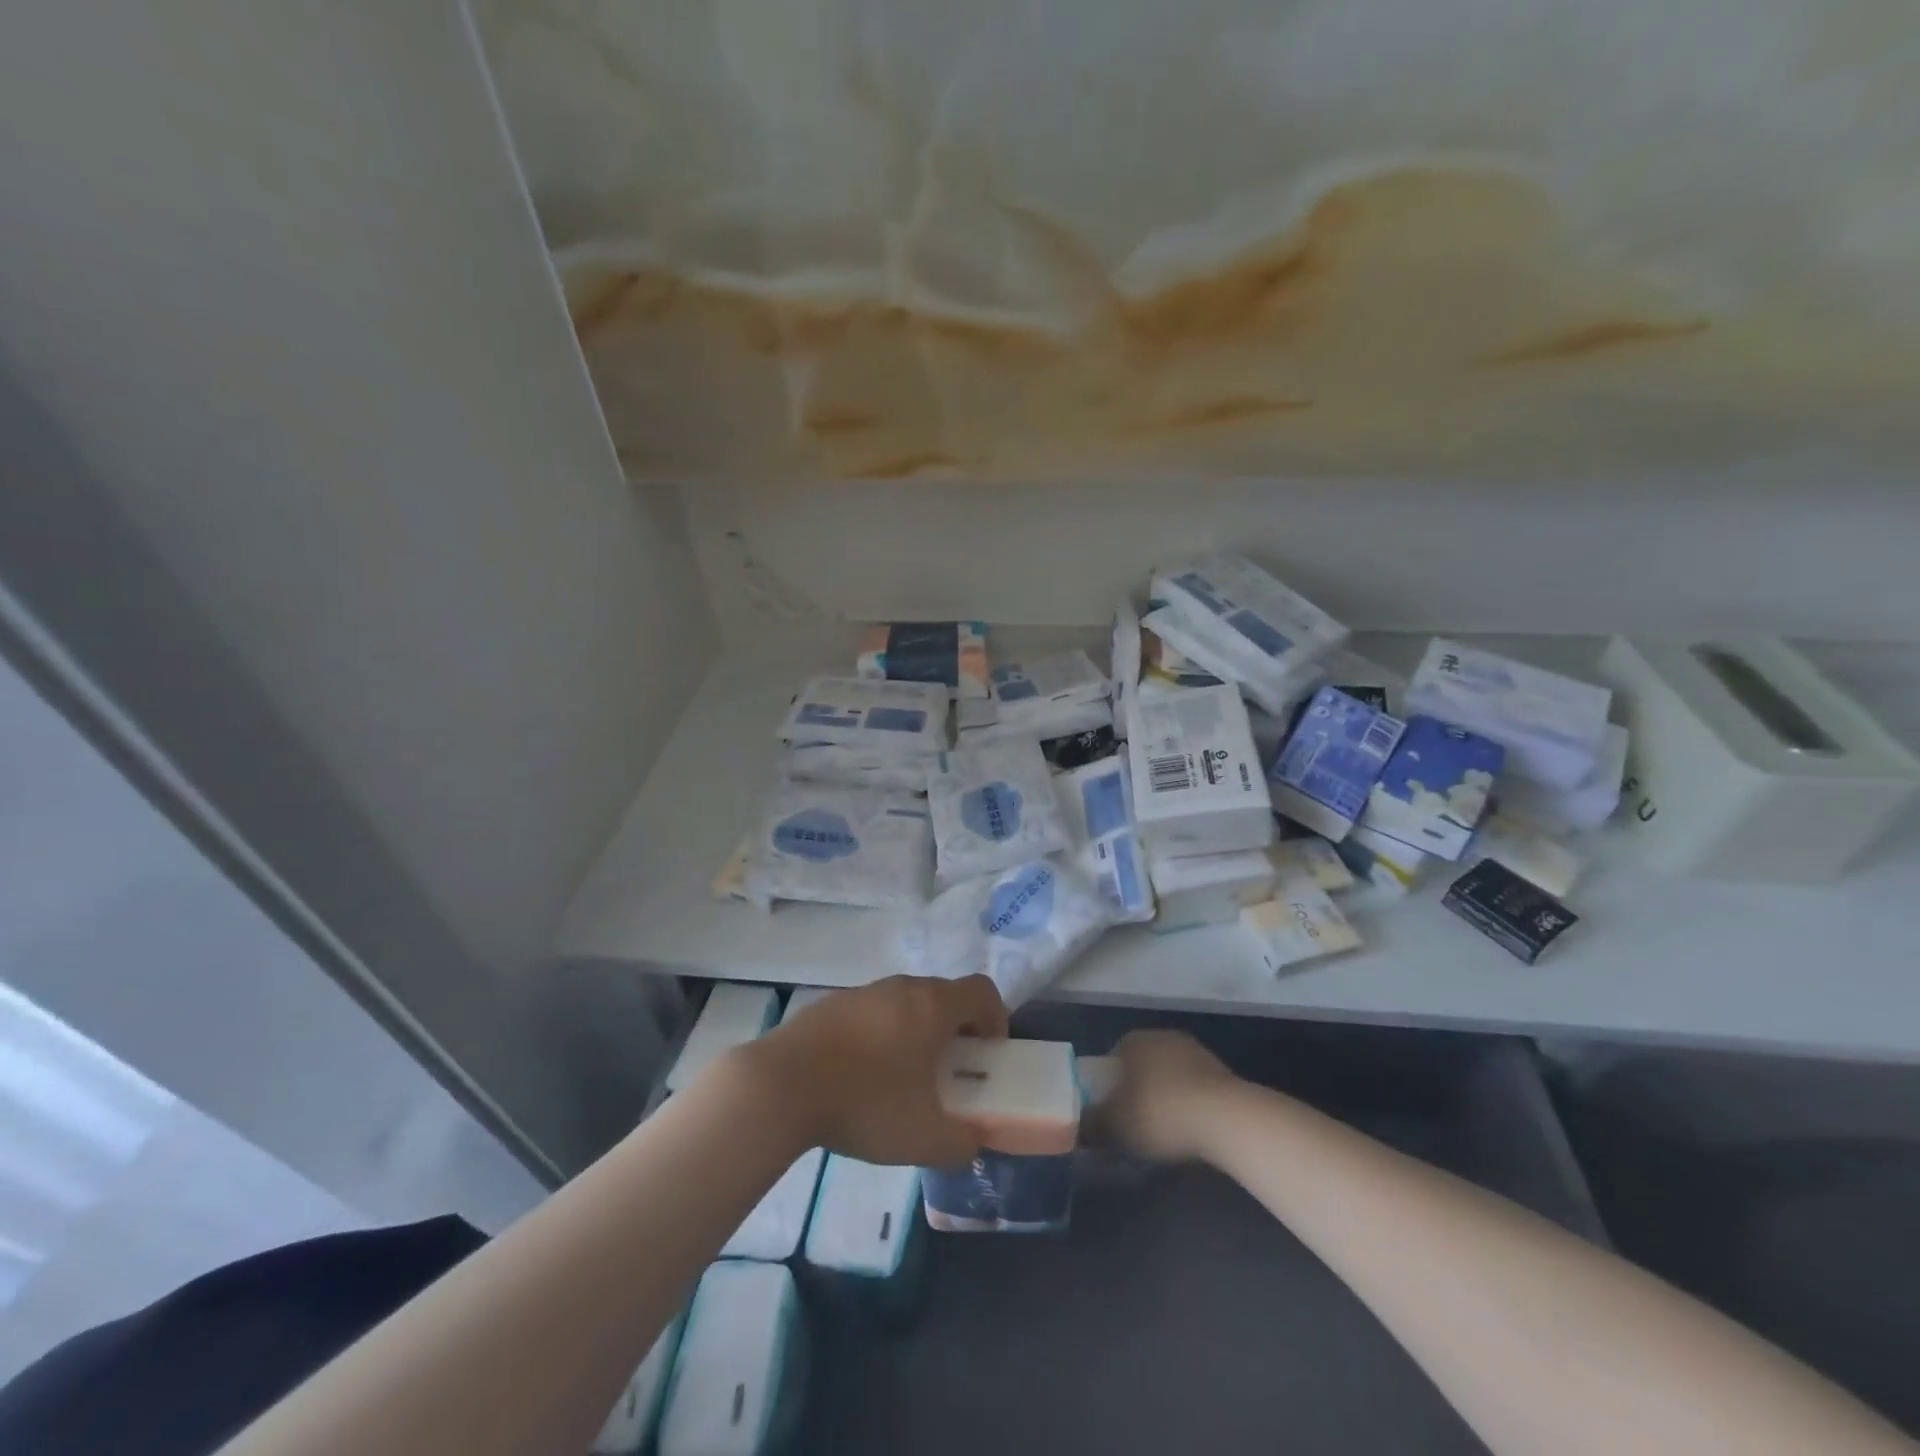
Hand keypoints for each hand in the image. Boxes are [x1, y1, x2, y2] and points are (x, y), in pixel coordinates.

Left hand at [736, 976, 1008, 1167]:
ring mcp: (862, 992)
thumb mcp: (925, 1138)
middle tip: (949, 1074)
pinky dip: (879, 1036)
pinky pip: (871, 1014)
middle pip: (944, 995)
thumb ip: (962, 1142)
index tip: (989, 1055)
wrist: (781, 1085)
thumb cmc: (865, 1102)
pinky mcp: (829, 1005)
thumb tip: (972, 1140)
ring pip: (904, 1003)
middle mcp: (901, 987)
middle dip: (955, 1031)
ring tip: (902, 1081)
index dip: (996, 1019)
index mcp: (933, 1005)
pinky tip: (859, 1077)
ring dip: (915, 1033)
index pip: (982, 991)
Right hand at [1099, 1030, 1238, 1162]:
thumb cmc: (1160, 1113)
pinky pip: (1194, 1087)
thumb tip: (1079, 1127)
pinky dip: (1189, 1103)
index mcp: (1134, 1040)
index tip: (1110, 1109)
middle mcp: (1163, 1036)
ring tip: (1165, 1129)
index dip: (1109, 1083)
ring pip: (1170, 1073)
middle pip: (1143, 1063)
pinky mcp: (1221, 1071)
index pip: (1113, 1056)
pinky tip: (1191, 1128)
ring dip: (1166, 1095)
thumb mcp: (1116, 1125)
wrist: (1225, 1118)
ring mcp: (1195, 1051)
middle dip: (1138, 1088)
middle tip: (1135, 1120)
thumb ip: (1093, 1124)